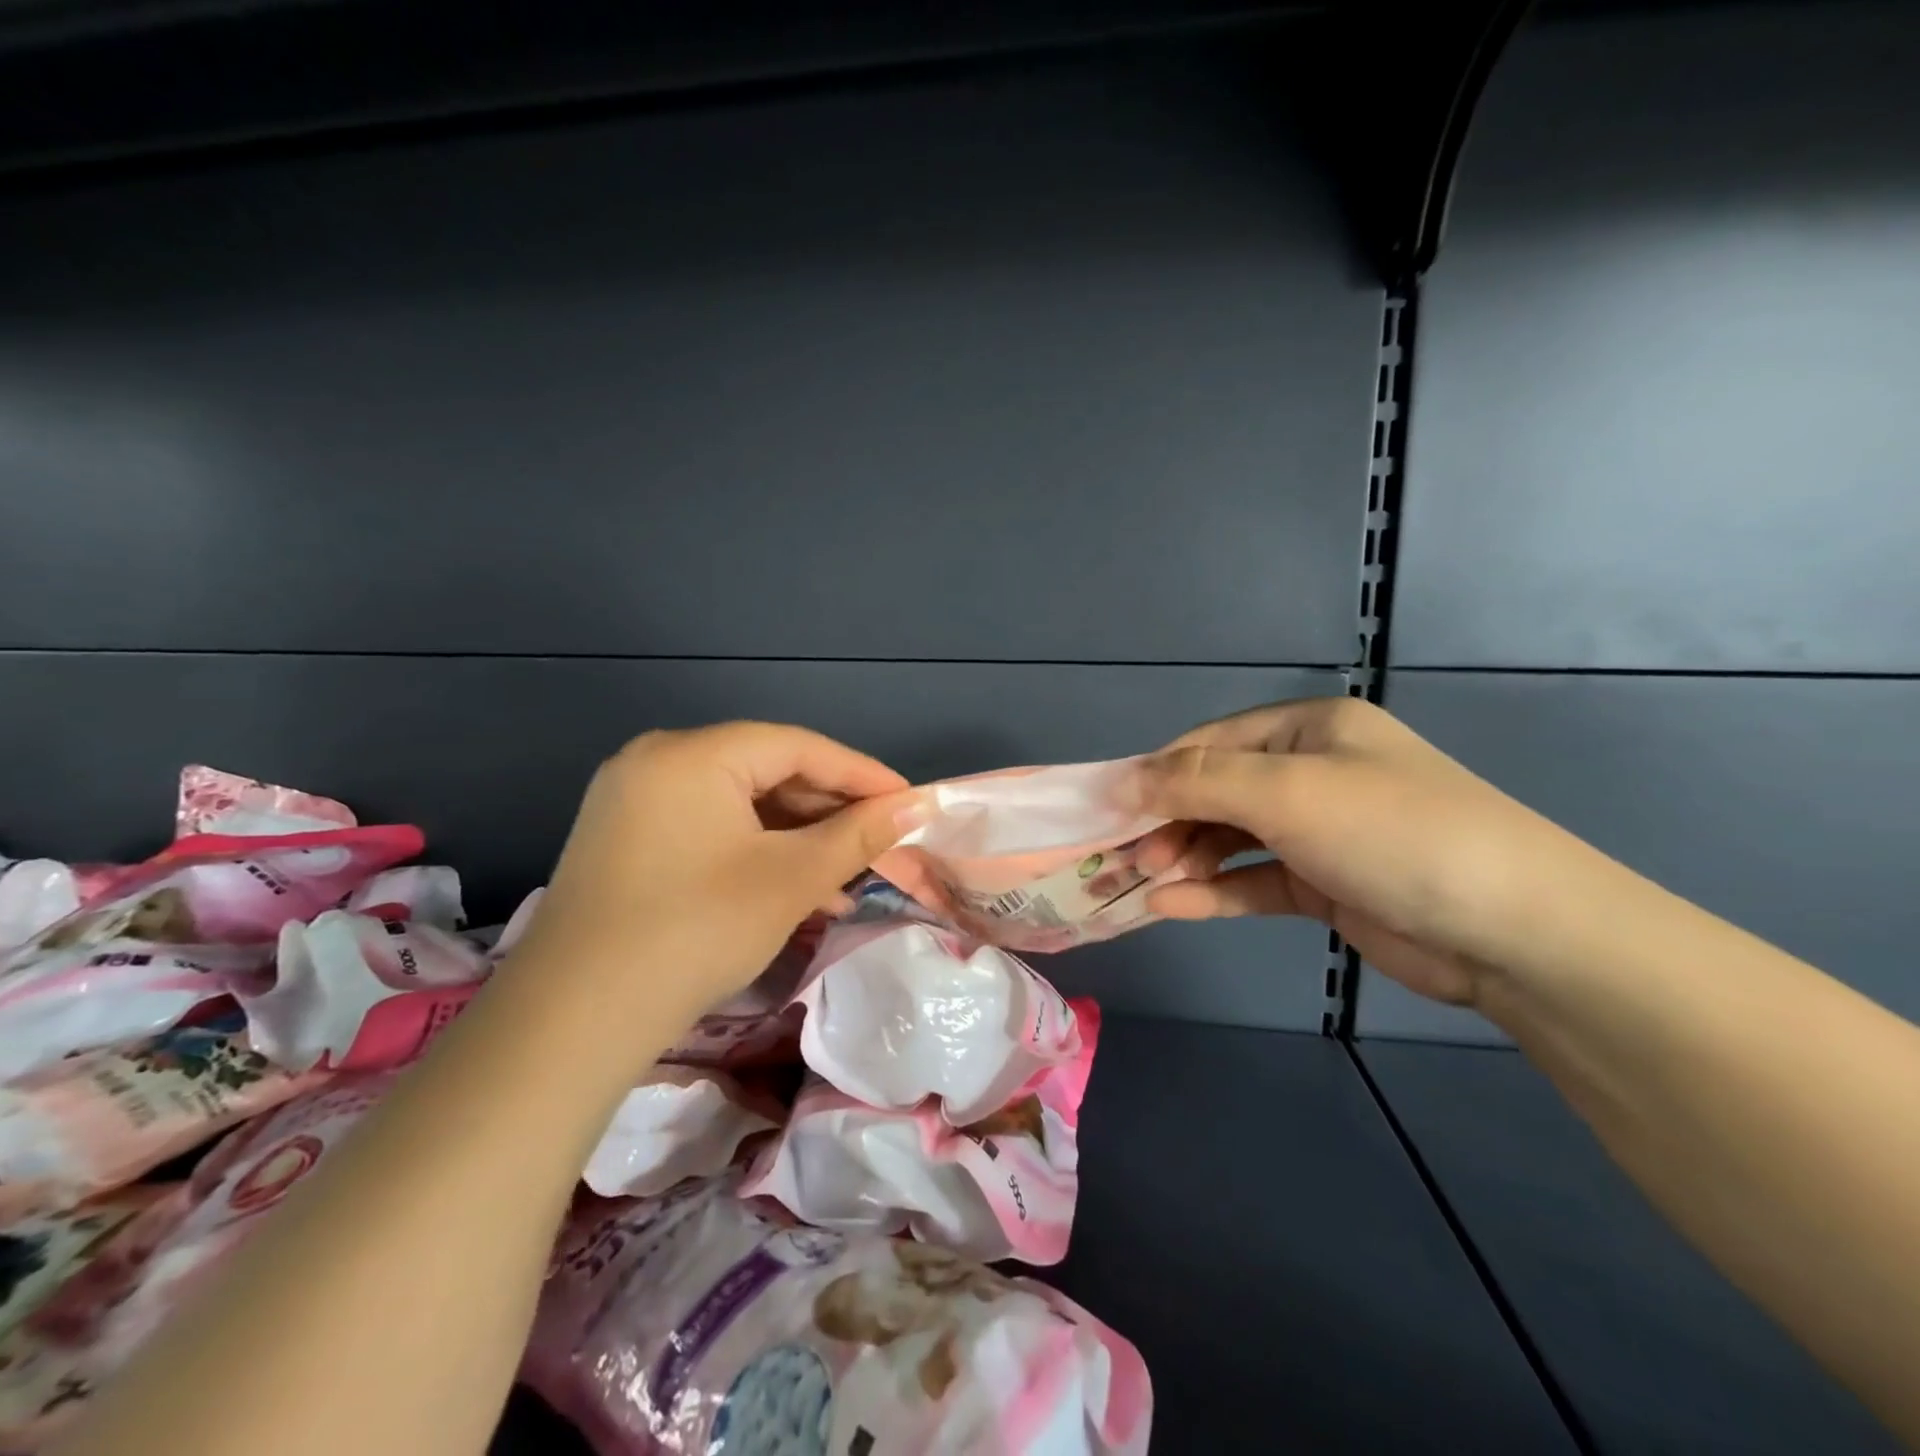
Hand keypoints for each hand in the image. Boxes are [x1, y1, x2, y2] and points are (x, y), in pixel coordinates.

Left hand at [504, 722, 921, 1022]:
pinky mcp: (627, 842)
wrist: (573, 1022)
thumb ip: (857, 835)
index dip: (861, 774)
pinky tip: (797, 892)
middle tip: (882, 843)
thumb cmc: (695, 931)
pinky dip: (756, 855)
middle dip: (830, 813)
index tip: (911, 802)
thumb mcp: (790, 879)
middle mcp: (658, 762)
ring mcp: (635, 802)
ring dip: (798, 840)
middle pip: (767, 772)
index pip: (798, 747)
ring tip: (848, 879)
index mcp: (692, 754)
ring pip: (741, 807)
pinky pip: (711, 831)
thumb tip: (916, 806)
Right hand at [1134, 698, 1609, 1005]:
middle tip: (1124, 859)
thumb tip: (1120, 781)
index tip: (1107, 811)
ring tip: (1142, 884)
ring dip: (1186, 860)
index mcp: (1307, 729)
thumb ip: (1196, 783)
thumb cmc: (1391, 832)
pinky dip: (1215, 892)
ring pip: (1230, 839)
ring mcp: (1319, 831)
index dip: (1155, 775)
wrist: (1515, 930)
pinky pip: (1255, 881)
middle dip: (1168, 823)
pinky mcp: (1325, 885)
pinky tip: (1171, 908)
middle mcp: (1311, 771)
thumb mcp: (1286, 792)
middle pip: (1215, 792)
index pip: (1209, 745)